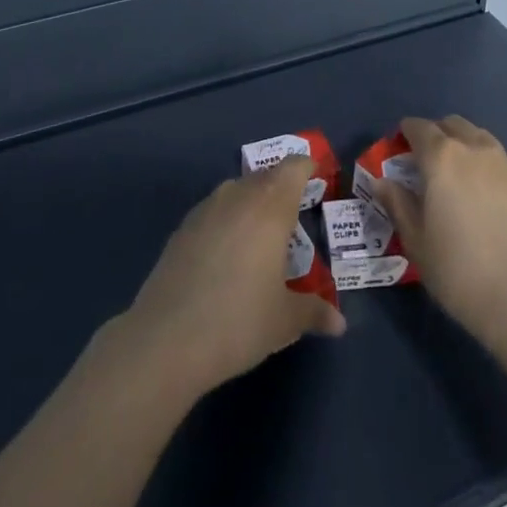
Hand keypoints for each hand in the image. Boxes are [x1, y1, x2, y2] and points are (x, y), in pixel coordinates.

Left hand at [119, 156, 345, 399]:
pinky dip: (227, 220)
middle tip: (294, 215)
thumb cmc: (239, 321)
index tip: (316, 180)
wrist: (167, 339)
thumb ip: (314, 312)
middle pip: (266, 176)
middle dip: (282, 188)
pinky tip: (226, 252)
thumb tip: (339, 324)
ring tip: (261, 234)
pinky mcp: (182, 228)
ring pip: (237, 190)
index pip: (294, 167)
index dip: (307, 169)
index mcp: (271, 206)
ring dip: (252, 202)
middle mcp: (239, 196)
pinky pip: (214, 210)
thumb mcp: (285, 321)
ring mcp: (206, 209)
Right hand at [369, 115, 506, 350]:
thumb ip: (398, 204)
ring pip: (476, 135)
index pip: (418, 128)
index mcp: (441, 157)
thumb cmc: (458, 269)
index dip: (405, 134)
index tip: (398, 150)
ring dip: (460, 143)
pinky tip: (479, 190)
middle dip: (434, 134)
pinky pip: (495, 156)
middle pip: (450, 125)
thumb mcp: (416, 240)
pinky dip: (481, 161)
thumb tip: (381, 182)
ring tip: (453, 174)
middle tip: (423, 163)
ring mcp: (502, 163)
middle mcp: (472, 148)